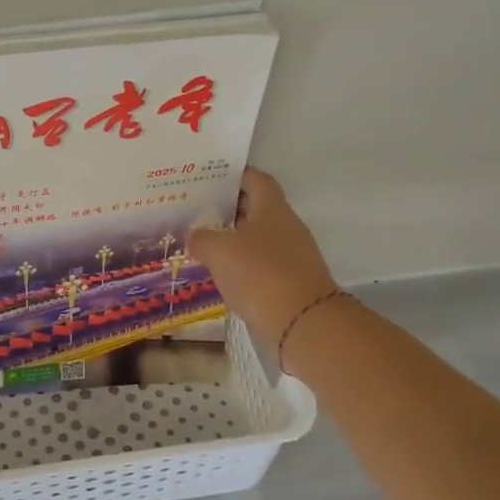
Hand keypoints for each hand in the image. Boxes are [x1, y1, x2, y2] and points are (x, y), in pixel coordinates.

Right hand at [187, 168, 338, 366]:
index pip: (256, 179)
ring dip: (234, 240)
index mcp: (272, 208)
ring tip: (203, 244)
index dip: (234, 175)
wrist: (304, 324)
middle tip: (197, 212)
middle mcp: (287, 226)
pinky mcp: (293, 282)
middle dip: (228, 209)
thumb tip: (195, 236)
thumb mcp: (218, 251)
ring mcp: (294, 255)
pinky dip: (244, 266)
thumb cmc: (259, 274)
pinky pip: (263, 265)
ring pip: (259, 238)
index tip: (209, 179)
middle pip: (257, 208)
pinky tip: (223, 275)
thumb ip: (201, 238)